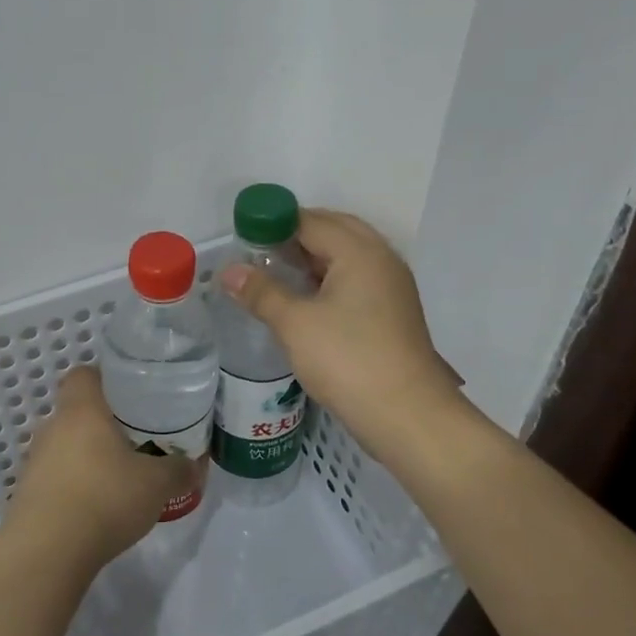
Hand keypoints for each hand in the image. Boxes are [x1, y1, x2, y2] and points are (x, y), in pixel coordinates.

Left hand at [1, 367, 194, 571]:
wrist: (46, 552)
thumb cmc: (104, 499)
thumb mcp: (156, 484)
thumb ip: (178, 470)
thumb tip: (193, 465)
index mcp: (81, 410)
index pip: (84, 374)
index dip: (106, 379)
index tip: (132, 396)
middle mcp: (52, 427)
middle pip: (77, 412)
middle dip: (104, 423)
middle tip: (136, 439)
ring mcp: (34, 461)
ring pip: (66, 446)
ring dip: (88, 457)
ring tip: (119, 477)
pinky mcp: (27, 493)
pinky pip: (56, 477)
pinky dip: (75, 485)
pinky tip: (97, 508)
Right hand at [219, 209, 467, 463]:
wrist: (406, 415)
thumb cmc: (348, 360)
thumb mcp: (295, 324)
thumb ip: (261, 292)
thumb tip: (228, 271)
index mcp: (360, 252)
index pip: (311, 221)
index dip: (275, 222)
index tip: (243, 235)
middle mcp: (381, 259)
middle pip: (335, 230)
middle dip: (296, 234)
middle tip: (259, 250)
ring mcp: (391, 287)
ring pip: (348, 256)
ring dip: (313, 257)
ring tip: (276, 272)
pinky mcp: (393, 313)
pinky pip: (357, 279)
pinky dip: (329, 278)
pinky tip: (306, 299)